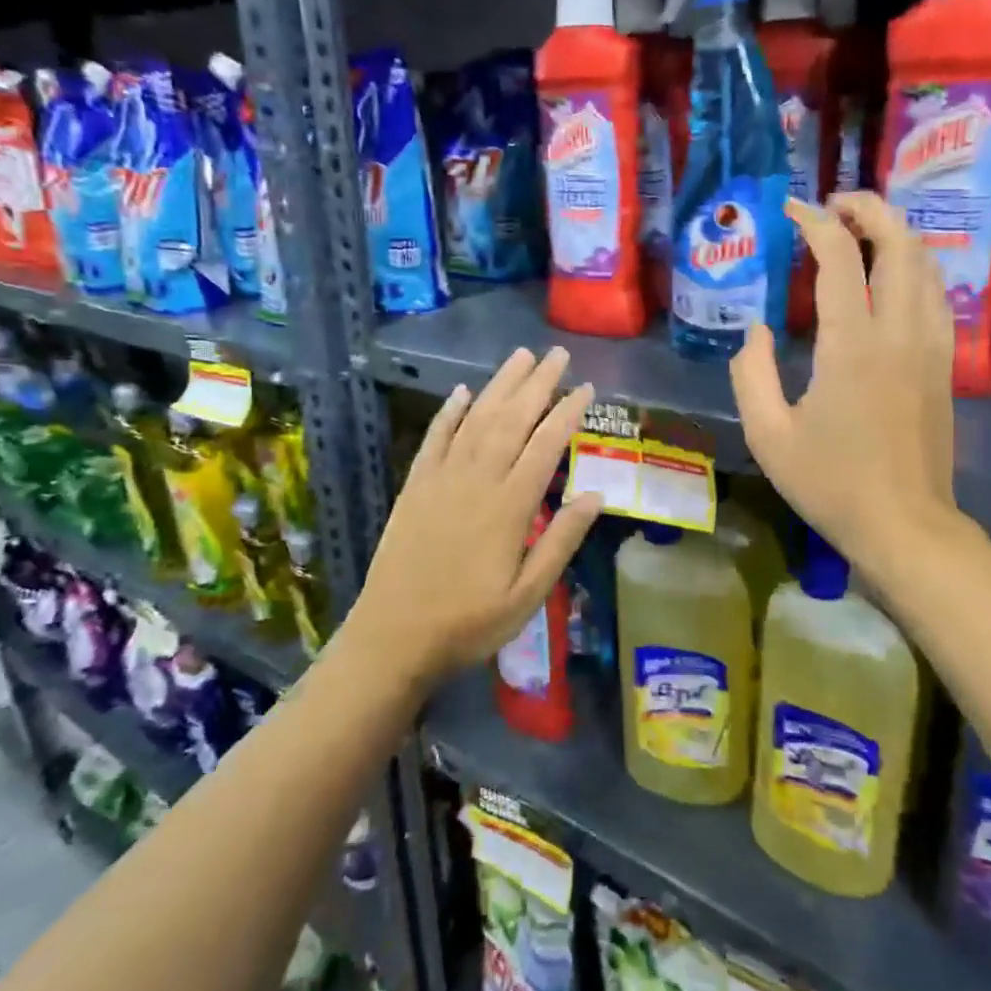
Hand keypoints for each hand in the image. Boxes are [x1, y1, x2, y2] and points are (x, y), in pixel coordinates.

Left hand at [348, 347, 600, 688]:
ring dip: (499, 385)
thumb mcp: (529, 594)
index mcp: (509, 507)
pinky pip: (434, 439)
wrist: (393, 636)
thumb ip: (562, 541)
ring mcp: (441, 480)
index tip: (585, 387)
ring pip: (475, 419)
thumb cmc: (469, 622)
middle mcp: (476, 481)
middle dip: (537, 384)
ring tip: (520, 357)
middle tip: (557, 354)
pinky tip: (461, 391)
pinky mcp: (415, 486)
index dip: (567, 413)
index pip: (545, 446)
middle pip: (511, 420)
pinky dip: (449, 412)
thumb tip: (596, 495)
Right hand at [730, 193, 971, 571]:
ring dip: (896, 233)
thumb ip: (751, 374)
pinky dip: (915, 267)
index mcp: (851, 345)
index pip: (839, 258)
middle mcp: (898, 332)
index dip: (815, 223)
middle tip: (835, 204)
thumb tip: (756, 330)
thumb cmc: (830, 484)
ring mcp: (929, 346)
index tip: (792, 210)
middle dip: (869, 209)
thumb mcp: (768, 435)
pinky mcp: (942, 364)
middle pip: (898, 243)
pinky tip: (892, 276)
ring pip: (926, 264)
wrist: (904, 526)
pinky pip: (935, 295)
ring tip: (863, 229)